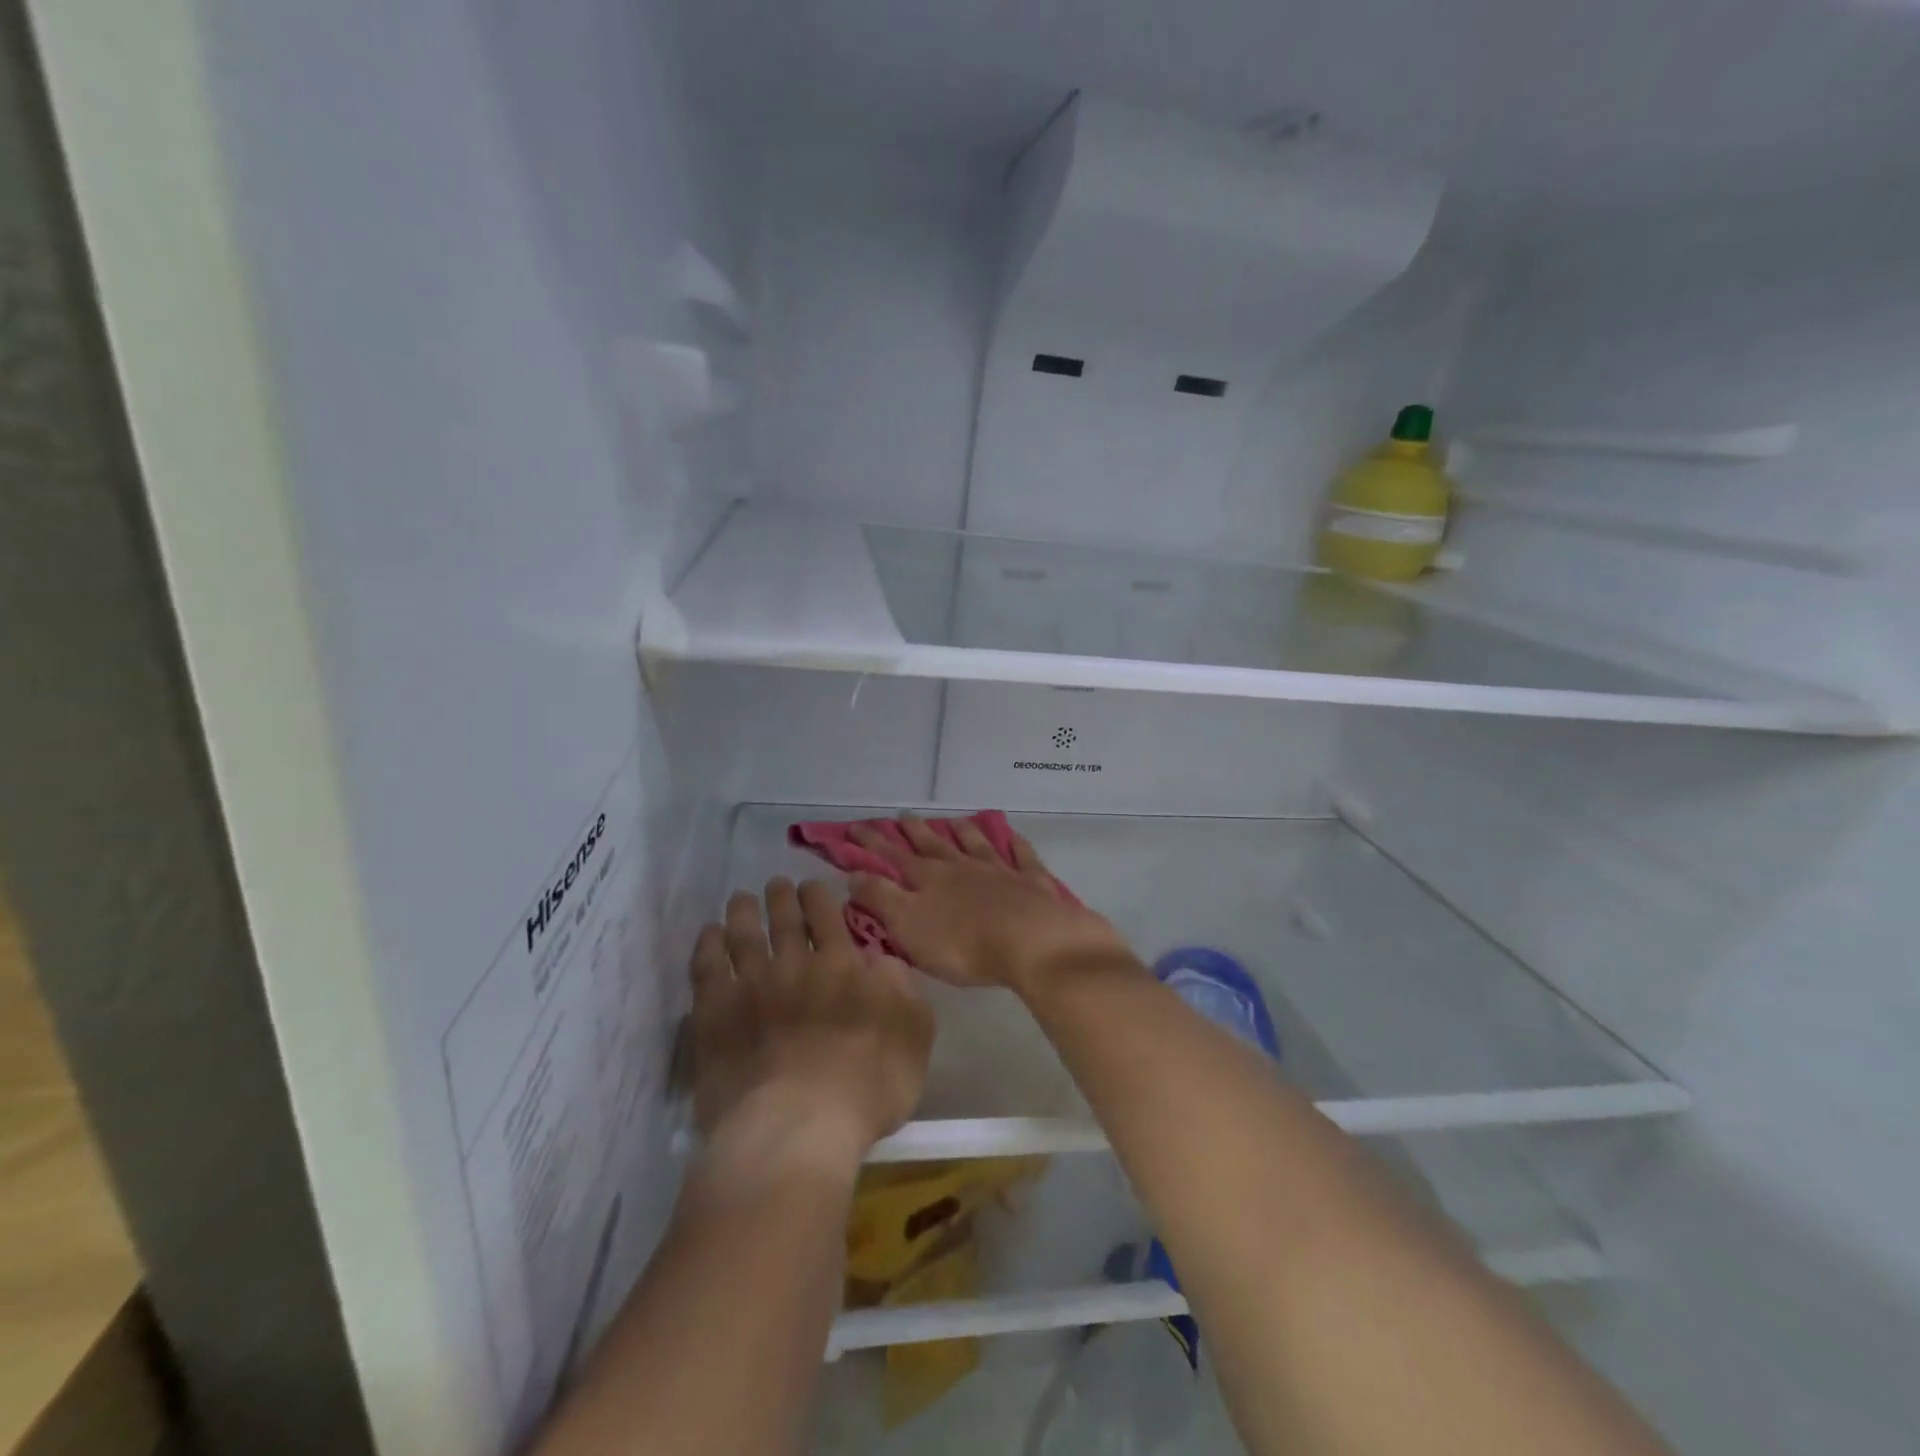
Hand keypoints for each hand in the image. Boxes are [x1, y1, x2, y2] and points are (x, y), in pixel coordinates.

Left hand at [688, 879, 932, 1172]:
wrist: (796, 1127)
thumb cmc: (866, 1088)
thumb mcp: (913, 1037)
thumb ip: (905, 992)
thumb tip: (884, 961)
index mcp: (842, 967)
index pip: (828, 916)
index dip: (819, 896)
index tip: (812, 885)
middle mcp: (796, 965)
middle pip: (785, 918)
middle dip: (781, 896)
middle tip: (776, 884)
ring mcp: (751, 986)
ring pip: (744, 933)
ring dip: (743, 911)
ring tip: (740, 898)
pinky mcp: (714, 1013)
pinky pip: (707, 967)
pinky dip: (708, 945)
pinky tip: (709, 935)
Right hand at [845, 815, 1133, 999]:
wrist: (1031, 941)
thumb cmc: (963, 942)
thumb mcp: (908, 925)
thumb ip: (880, 898)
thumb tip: (853, 874)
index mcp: (929, 879)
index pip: (893, 858)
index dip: (872, 844)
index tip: (854, 828)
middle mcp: (962, 867)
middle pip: (933, 846)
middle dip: (914, 832)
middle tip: (901, 816)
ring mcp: (1000, 871)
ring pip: (976, 845)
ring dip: (962, 832)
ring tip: (953, 821)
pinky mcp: (1032, 882)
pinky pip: (1022, 857)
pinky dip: (1015, 845)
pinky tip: (1013, 837)